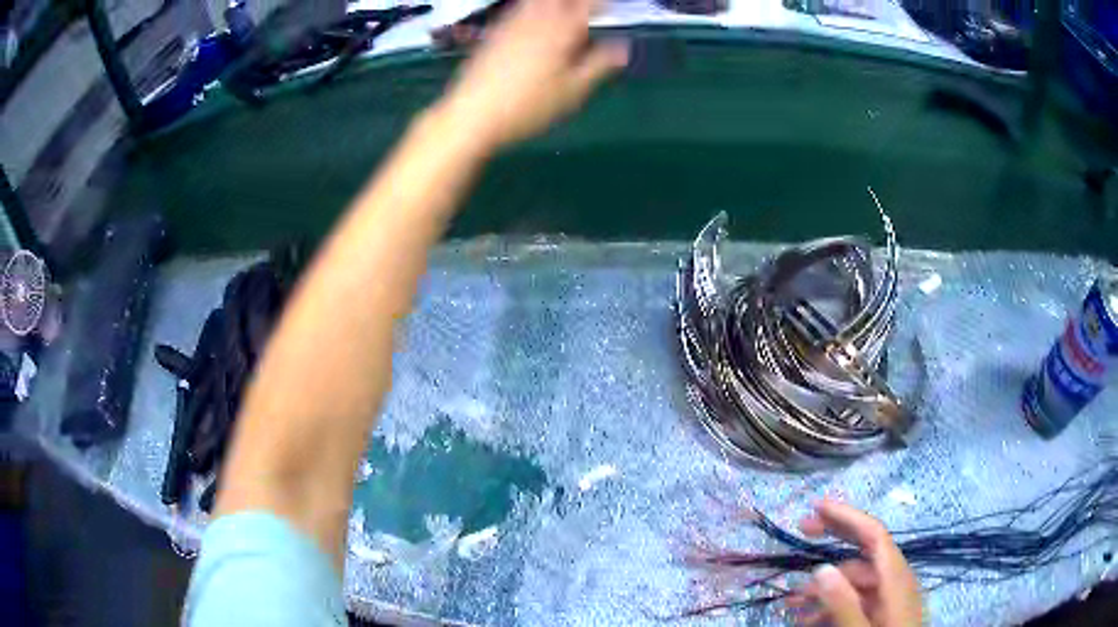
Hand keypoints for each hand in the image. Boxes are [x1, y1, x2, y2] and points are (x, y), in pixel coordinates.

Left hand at [437, 0, 628, 149]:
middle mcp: (536, 19)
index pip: (588, 5)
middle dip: (577, 3)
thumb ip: (599, 65)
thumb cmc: (527, 107)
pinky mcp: (493, 33)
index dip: (603, 4)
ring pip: (535, 1)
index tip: (613, 6)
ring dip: (554, 4)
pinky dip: (532, 8)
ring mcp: (511, 23)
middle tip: (588, 9)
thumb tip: (623, 48)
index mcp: (560, 30)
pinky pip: (518, 9)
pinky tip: (534, 19)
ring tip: (564, 12)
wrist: (472, 114)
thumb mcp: (572, 91)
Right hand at [788, 501, 922, 626]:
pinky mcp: (882, 613)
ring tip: (791, 603)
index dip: (847, 517)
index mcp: (896, 579)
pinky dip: (832, 605)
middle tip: (802, 530)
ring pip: (855, 580)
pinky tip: (808, 620)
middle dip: (833, 540)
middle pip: (864, 550)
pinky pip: (857, 600)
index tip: (817, 507)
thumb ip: (844, 604)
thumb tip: (820, 568)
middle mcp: (895, 581)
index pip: (874, 535)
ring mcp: (889, 598)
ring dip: (823, 586)